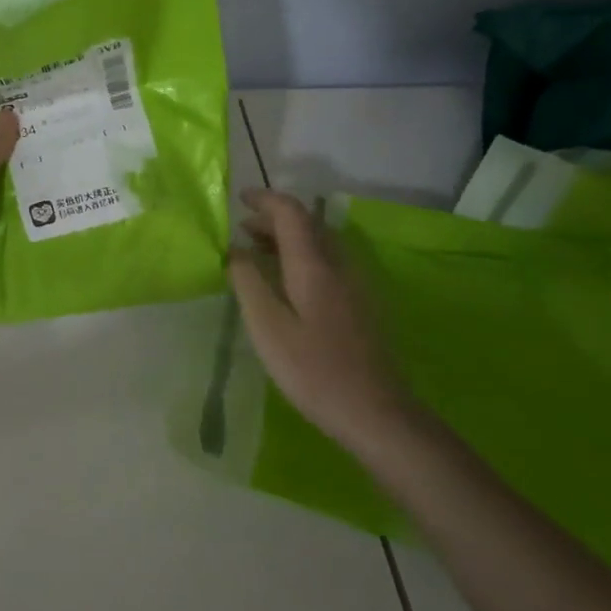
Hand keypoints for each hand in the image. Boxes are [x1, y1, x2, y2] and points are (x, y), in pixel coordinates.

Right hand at [227, 190, 420, 452]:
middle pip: (308, 225)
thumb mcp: (267, 327)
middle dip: (274, 219)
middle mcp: (339, 265)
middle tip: (242, 230)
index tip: (240, 199)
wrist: (374, 411)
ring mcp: (355, 285)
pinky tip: (286, 281)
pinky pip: (327, 262)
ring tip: (257, 251)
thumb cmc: (313, 369)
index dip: (266, 200)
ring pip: (320, 244)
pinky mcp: (360, 304)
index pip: (292, 214)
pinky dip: (301, 257)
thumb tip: (236, 249)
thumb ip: (249, 282)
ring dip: (288, 238)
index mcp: (315, 265)